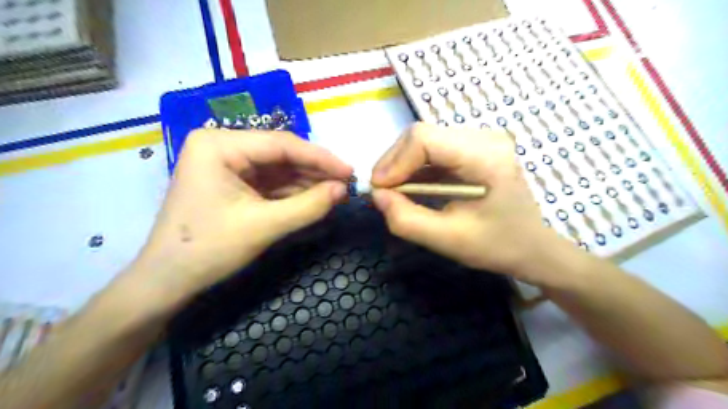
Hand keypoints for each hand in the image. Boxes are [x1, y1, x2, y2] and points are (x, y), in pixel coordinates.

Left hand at [130, 131, 352, 299]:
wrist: (167, 282)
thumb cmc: (208, 249)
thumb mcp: (264, 226)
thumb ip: (308, 206)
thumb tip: (343, 189)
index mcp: (219, 145)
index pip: (281, 144)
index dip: (320, 158)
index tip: (350, 171)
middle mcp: (222, 146)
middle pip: (280, 154)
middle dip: (314, 170)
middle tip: (346, 182)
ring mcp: (227, 164)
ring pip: (278, 169)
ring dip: (307, 181)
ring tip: (337, 191)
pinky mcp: (233, 182)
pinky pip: (270, 182)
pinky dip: (293, 192)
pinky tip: (315, 197)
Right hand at [372, 122, 577, 285]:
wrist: (531, 246)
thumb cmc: (496, 245)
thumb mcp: (447, 240)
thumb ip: (406, 219)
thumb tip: (376, 195)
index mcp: (485, 156)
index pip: (424, 139)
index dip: (394, 162)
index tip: (379, 191)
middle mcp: (483, 137)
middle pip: (421, 135)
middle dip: (394, 163)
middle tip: (383, 193)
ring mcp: (480, 140)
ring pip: (423, 140)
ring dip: (402, 166)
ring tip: (394, 192)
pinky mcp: (473, 148)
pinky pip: (433, 150)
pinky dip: (415, 168)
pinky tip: (412, 188)